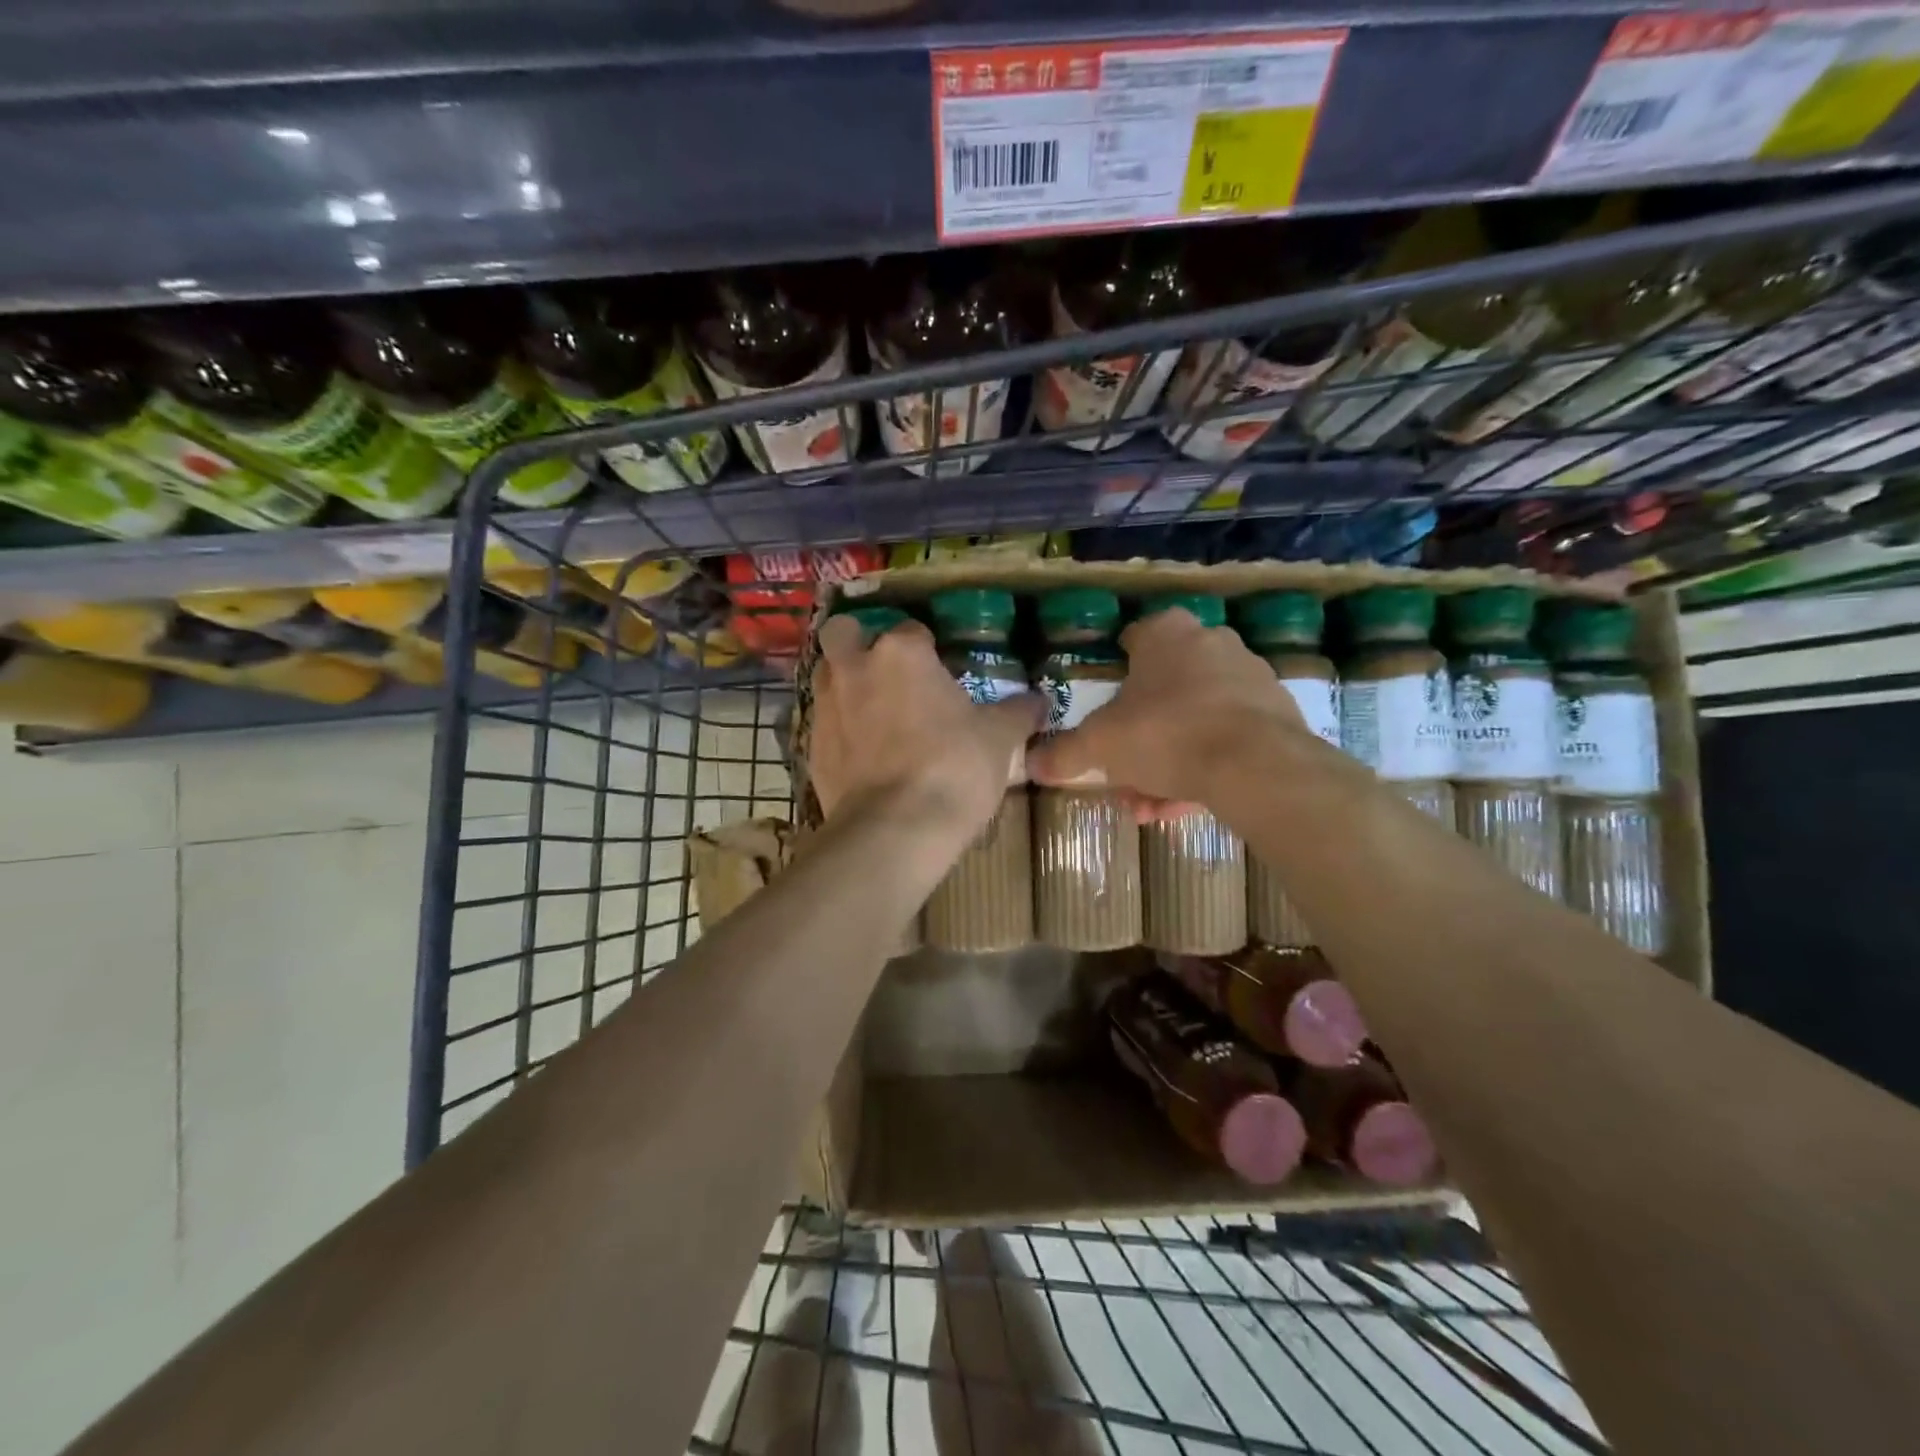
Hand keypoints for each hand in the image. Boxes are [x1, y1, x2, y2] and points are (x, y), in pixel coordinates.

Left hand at [808, 614, 1044, 834]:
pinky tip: (864, 754)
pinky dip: (840, 729)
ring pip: (827, 676)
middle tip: (886, 670)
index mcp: (902, 653)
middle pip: (844, 633)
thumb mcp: (999, 739)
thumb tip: (1038, 701)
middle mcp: (855, 668)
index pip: (913, 631)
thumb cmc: (954, 769)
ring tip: (874, 712)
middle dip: (859, 642)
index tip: (942, 672)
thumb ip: (1017, 713)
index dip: (928, 648)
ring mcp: (826, 706)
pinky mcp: (811, 747)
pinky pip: (824, 723)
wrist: (895, 829)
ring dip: (846, 684)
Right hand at [1026, 606, 1304, 812]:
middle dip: (1139, 737)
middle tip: (1123, 775)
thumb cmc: (1165, 734)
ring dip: (1168, 761)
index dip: (1115, 672)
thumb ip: (1065, 753)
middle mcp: (1211, 643)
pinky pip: (1227, 738)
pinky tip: (1185, 804)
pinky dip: (1204, 766)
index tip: (1106, 706)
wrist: (1256, 766)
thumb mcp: (1100, 746)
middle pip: (1163, 689)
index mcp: (1166, 634)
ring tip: (1151, 806)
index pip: (1133, 640)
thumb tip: (1032, 763)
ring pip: (1194, 720)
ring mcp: (1249, 677)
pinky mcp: (1277, 713)